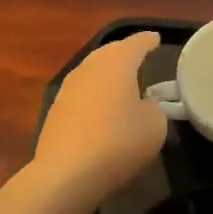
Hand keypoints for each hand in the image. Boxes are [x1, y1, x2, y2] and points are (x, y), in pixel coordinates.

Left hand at [34, 31, 167, 203]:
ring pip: (93, 71)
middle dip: (125, 53)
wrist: (67, 173)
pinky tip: (102, 107)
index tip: (156, 39)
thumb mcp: (155, 126)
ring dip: (108, 74)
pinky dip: (95, 93)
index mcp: (117, 63)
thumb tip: (144, 104)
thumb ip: (155, 108)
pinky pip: (82, 92)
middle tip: (140, 57)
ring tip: (123, 82)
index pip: (136, 43)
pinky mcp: (56, 110)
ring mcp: (68, 88)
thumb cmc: (119, 142)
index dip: (148, 41)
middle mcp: (90, 67)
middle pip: (110, 52)